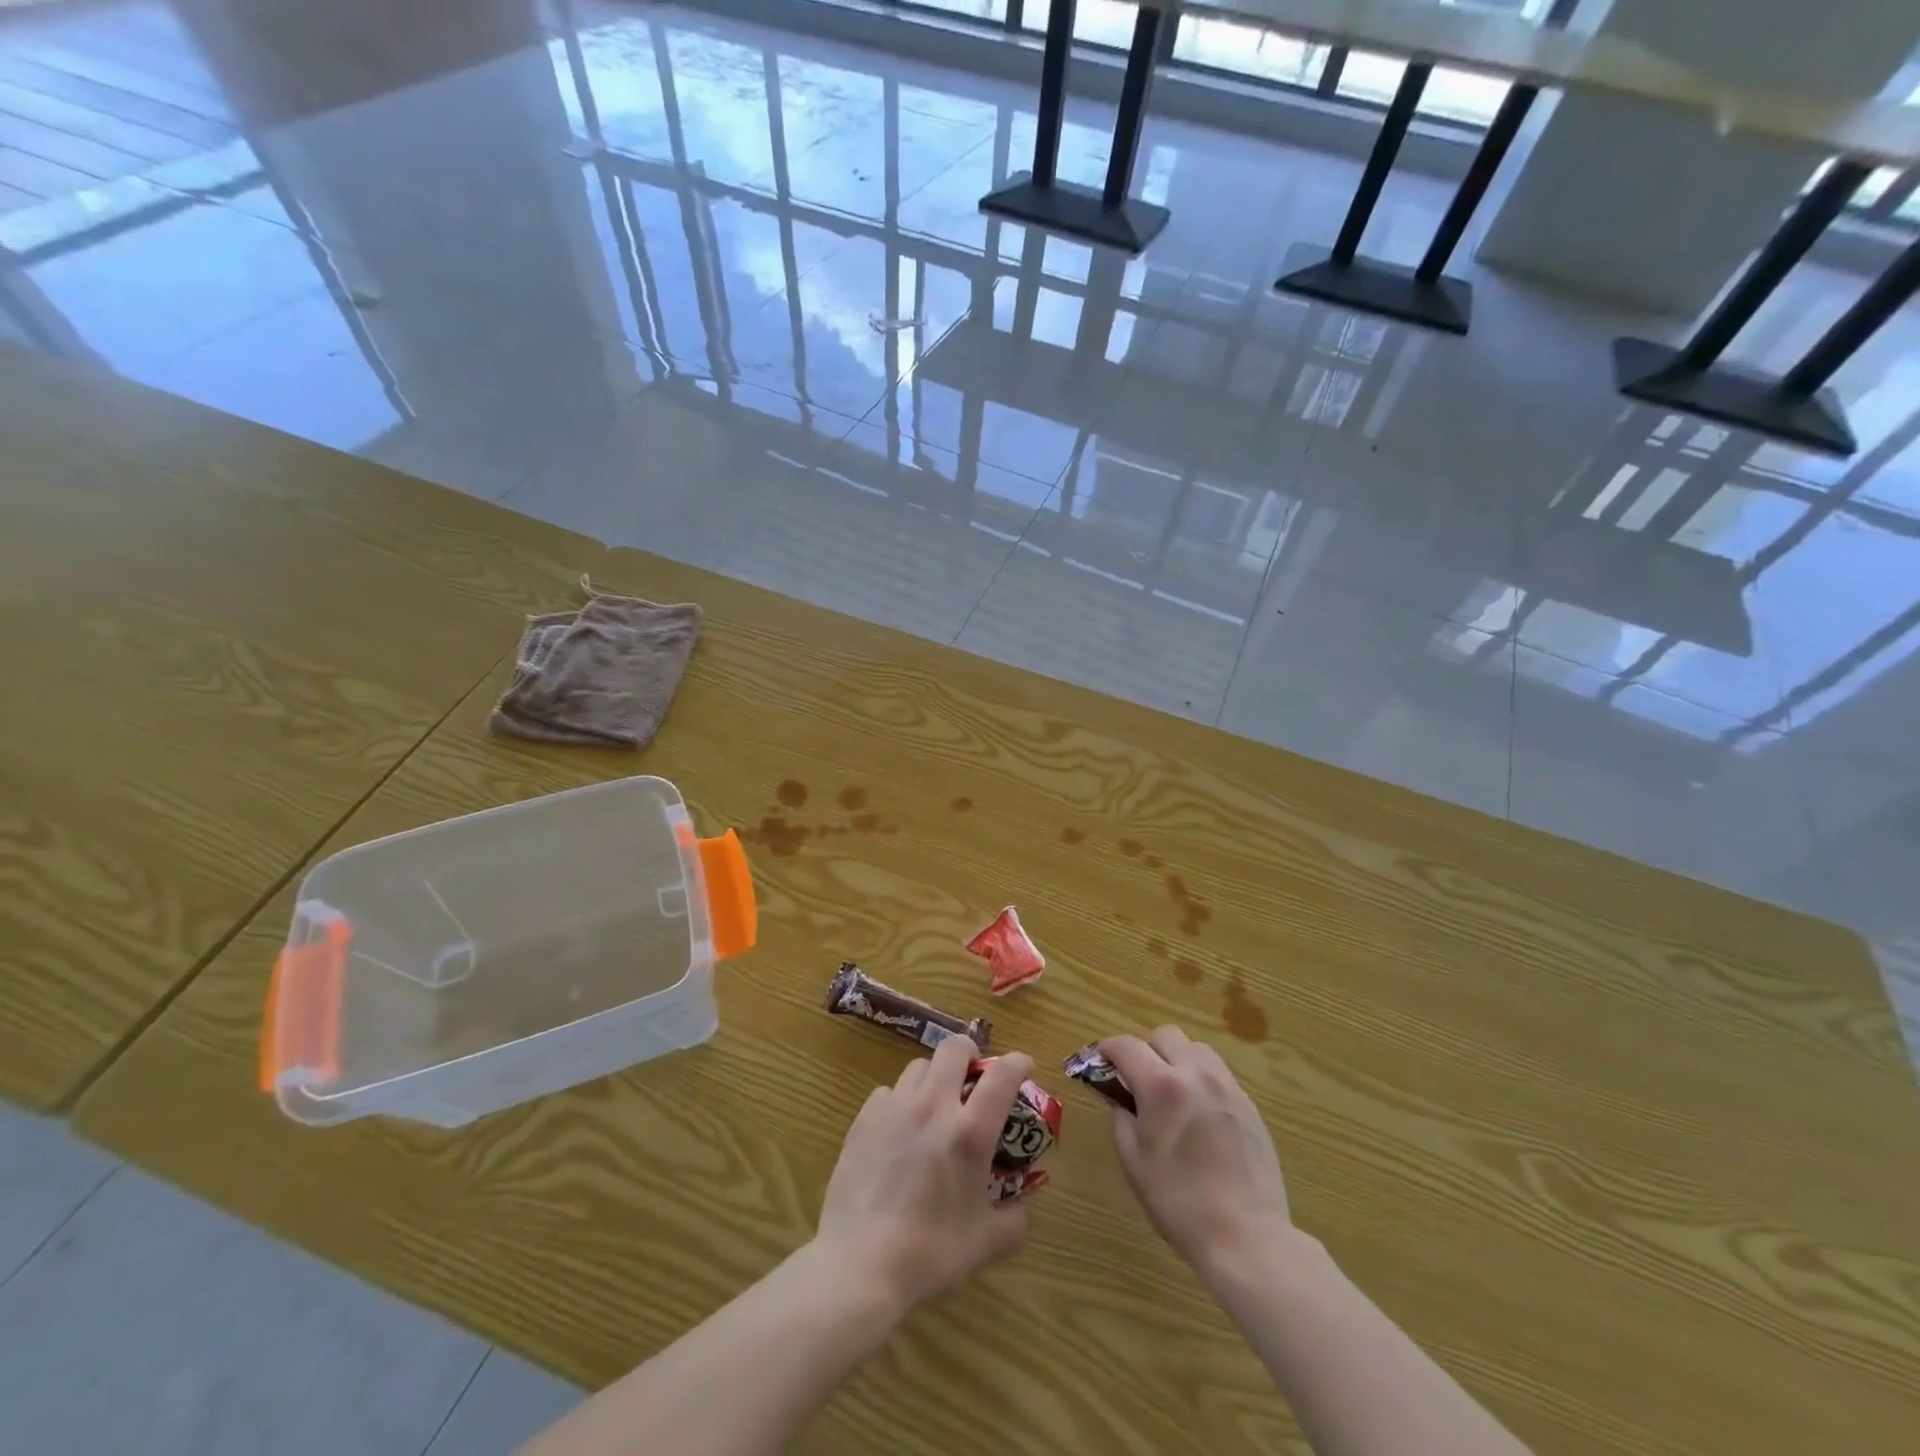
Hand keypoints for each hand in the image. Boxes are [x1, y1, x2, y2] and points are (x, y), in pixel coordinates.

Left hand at [813, 1036, 1031, 1315]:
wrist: (859, 1265)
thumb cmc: (929, 1254)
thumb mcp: (985, 1244)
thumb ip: (1013, 1221)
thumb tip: (1022, 1209)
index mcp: (970, 1132)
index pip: (1002, 1075)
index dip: (1018, 1062)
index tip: (1024, 1067)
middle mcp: (933, 1106)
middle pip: (954, 1049)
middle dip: (970, 1055)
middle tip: (974, 1078)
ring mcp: (895, 1108)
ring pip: (919, 1067)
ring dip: (934, 1077)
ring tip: (935, 1106)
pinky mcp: (864, 1119)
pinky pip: (888, 1092)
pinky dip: (900, 1101)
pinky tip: (899, 1130)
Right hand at [1101, 1026, 1290, 1279]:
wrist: (1247, 1237)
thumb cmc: (1180, 1203)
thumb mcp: (1134, 1163)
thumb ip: (1121, 1119)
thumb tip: (1119, 1099)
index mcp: (1163, 1086)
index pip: (1127, 1045)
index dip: (1107, 1050)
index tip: (1100, 1064)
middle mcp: (1197, 1074)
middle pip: (1166, 1036)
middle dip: (1146, 1051)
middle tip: (1139, 1083)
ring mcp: (1228, 1087)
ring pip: (1196, 1049)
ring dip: (1177, 1060)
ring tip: (1172, 1095)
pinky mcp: (1250, 1105)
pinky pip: (1219, 1074)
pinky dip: (1201, 1080)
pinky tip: (1199, 1116)